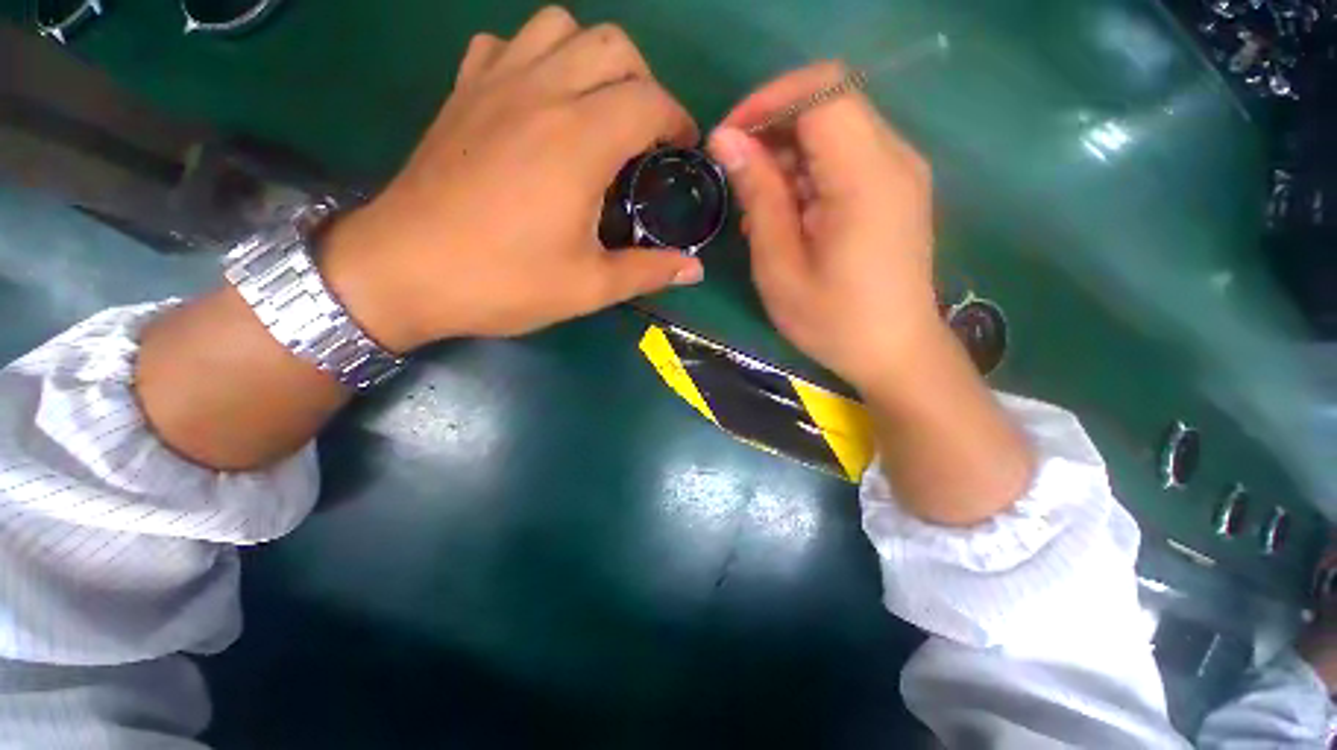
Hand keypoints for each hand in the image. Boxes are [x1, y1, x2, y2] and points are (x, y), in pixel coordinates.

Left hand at [323, 6, 704, 351]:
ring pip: (560, 27)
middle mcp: (542, 93)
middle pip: (613, 45)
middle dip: (644, 83)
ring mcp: (495, 83)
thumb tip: (695, 270)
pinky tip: (539, 103)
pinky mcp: (463, 92)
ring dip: (592, 60)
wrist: (403, 272)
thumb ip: (648, 272)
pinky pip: (508, 44)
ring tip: (596, 112)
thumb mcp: (589, 287)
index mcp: (579, 141)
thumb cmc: (504, 282)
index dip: (678, 121)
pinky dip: (537, 59)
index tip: (683, 150)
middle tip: (644, 134)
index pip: (650, 100)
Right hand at [707, 62, 939, 392]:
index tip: (729, 139)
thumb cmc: (833, 321)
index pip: (822, 89)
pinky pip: (847, 156)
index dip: (768, 101)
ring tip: (761, 208)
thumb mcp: (781, 267)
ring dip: (789, 155)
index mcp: (867, 178)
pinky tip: (789, 215)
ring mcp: (901, 172)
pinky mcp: (897, 188)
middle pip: (829, 101)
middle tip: (740, 179)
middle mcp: (894, 159)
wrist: (895, 353)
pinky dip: (809, 172)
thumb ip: (759, 197)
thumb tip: (726, 140)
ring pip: (835, 128)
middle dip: (774, 129)